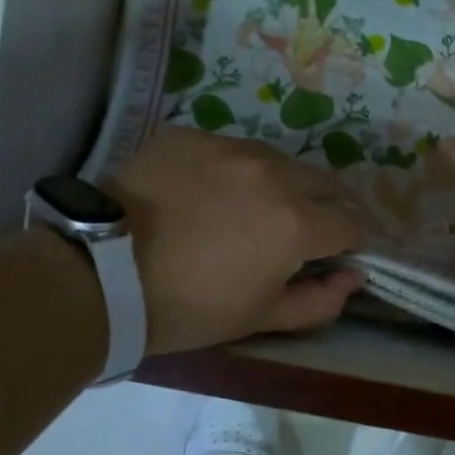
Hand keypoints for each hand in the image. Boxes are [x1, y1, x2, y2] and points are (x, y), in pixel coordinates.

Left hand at [105, 128, 365, 355]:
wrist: (99, 273)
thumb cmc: (187, 307)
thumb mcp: (259, 318)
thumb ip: (320, 301)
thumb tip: (355, 278)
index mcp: (297, 222)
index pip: (350, 224)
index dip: (346, 245)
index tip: (328, 258)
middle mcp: (274, 174)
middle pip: (323, 183)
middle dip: (320, 208)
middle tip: (291, 234)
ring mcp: (231, 148)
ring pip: (278, 161)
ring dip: (278, 185)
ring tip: (245, 210)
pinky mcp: (192, 136)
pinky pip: (230, 150)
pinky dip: (231, 171)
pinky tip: (202, 194)